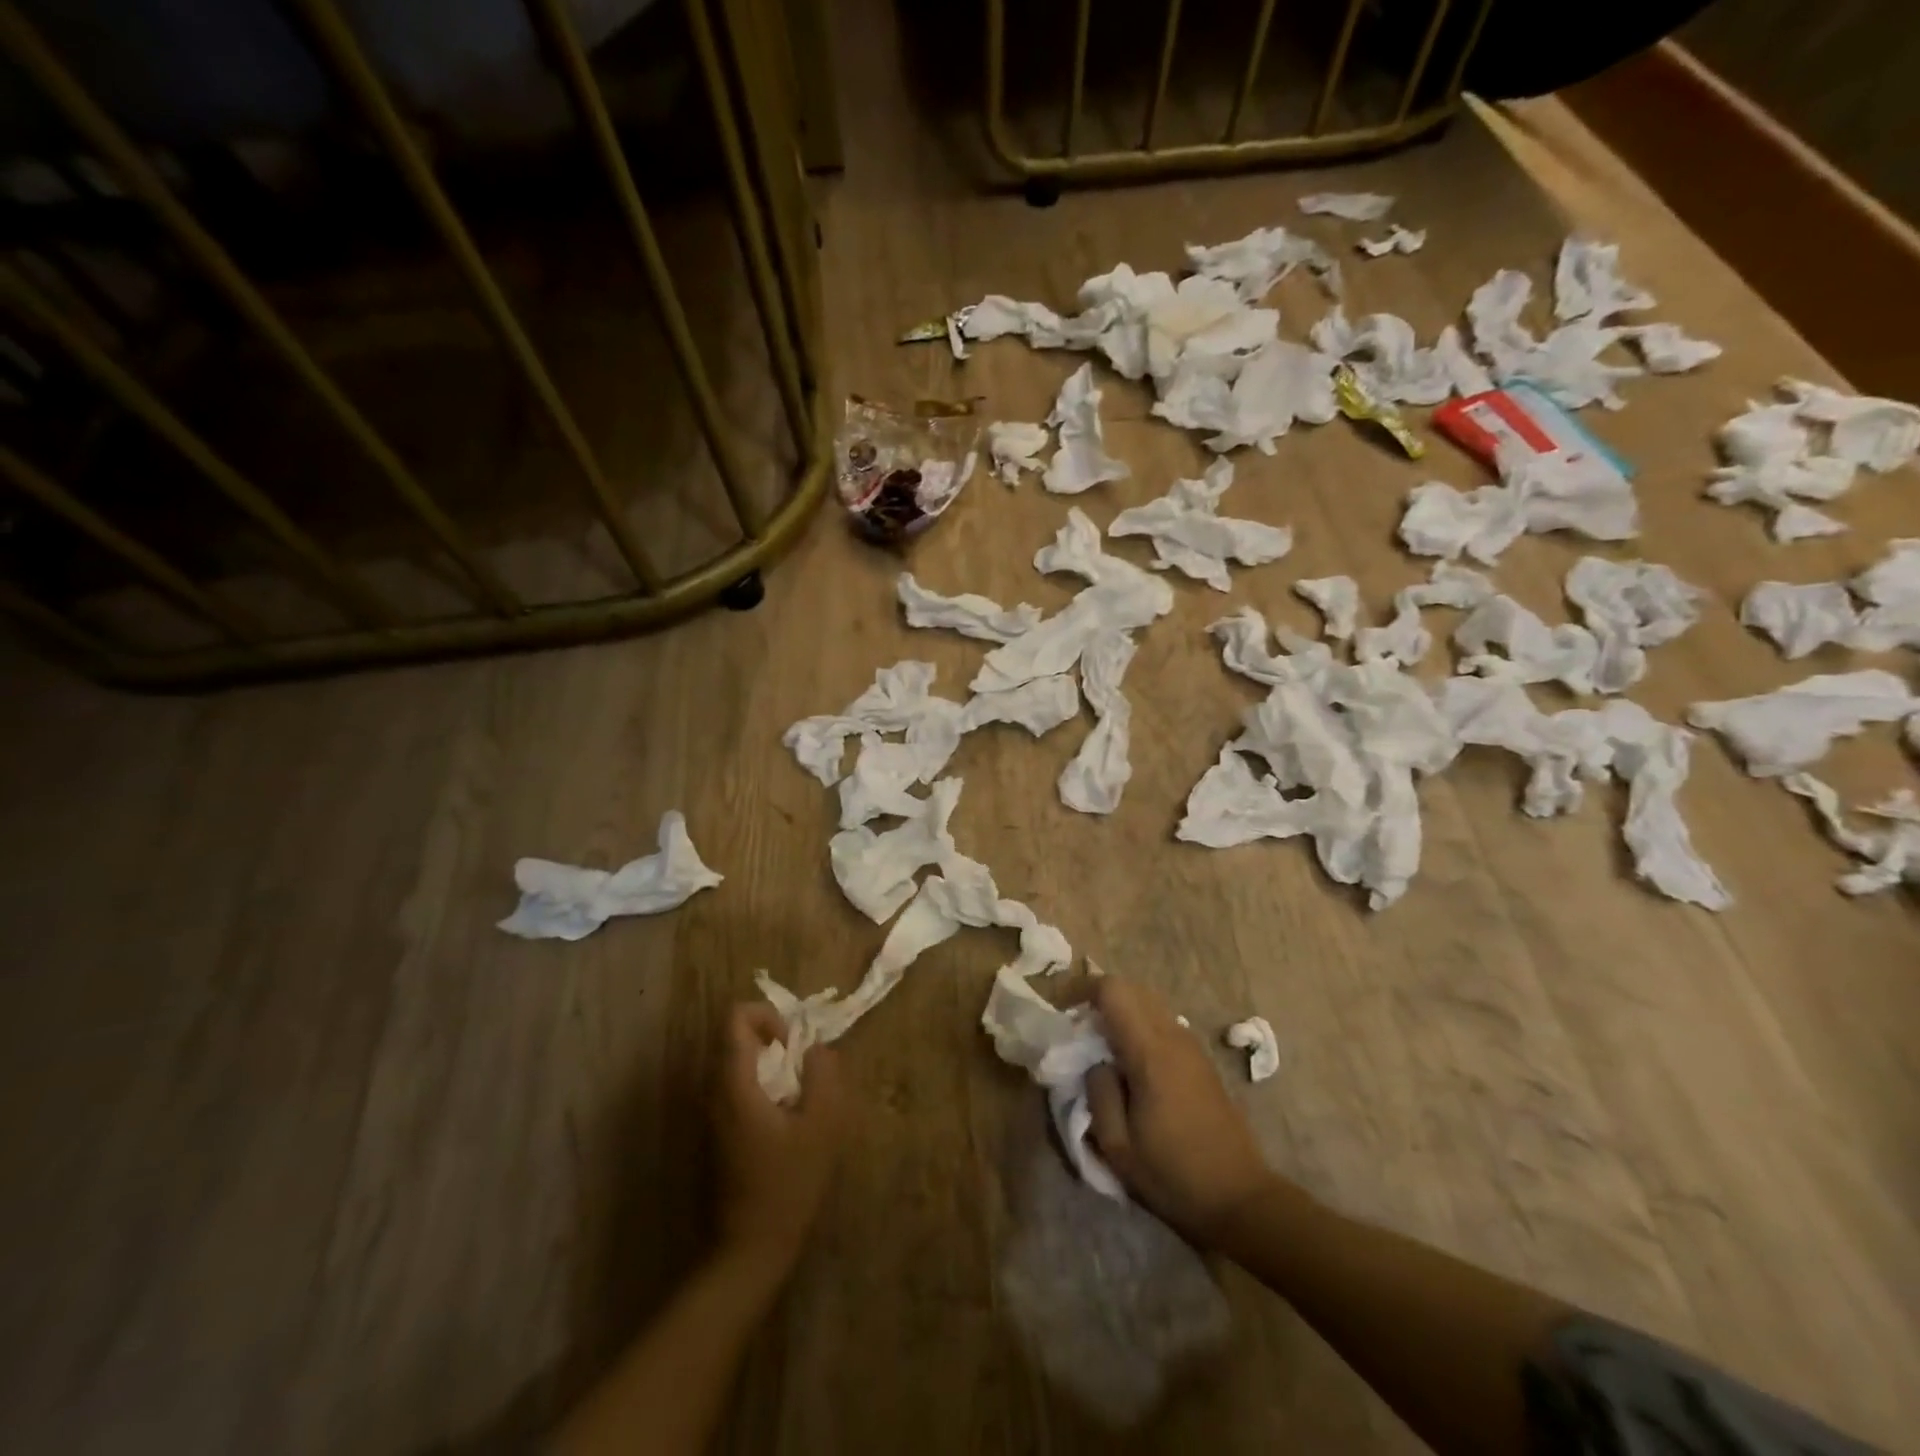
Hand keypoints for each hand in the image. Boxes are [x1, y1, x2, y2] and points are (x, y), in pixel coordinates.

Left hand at [714, 1004, 845, 1272]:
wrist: (750, 1248)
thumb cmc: (788, 1184)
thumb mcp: (822, 1126)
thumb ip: (824, 1076)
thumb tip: (816, 1049)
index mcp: (734, 1084)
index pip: (735, 1018)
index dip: (768, 1016)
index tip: (793, 1044)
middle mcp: (714, 1092)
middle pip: (736, 1037)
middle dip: (774, 1040)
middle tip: (804, 1067)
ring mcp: (712, 1113)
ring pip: (737, 1062)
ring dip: (770, 1064)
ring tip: (800, 1093)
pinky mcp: (718, 1131)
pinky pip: (738, 1086)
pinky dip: (763, 1085)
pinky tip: (787, 1118)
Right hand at [1085, 979, 1274, 1247]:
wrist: (1241, 1198)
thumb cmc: (1173, 1175)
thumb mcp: (1118, 1146)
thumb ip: (1098, 1093)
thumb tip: (1095, 1063)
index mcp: (1151, 1052)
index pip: (1114, 990)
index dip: (1083, 990)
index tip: (1063, 1012)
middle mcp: (1173, 1037)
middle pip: (1131, 989)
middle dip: (1100, 999)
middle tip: (1079, 1030)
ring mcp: (1192, 1046)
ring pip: (1149, 1003)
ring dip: (1121, 1013)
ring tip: (1102, 1047)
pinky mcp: (1201, 1060)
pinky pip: (1163, 1023)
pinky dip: (1140, 1026)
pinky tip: (1131, 1064)